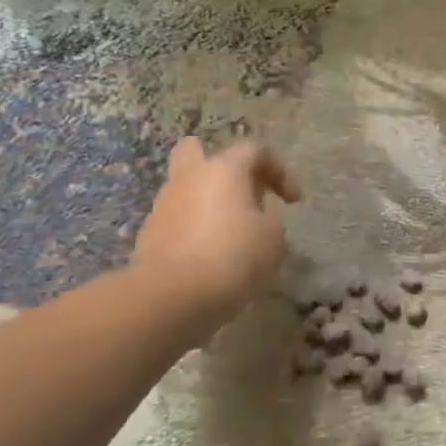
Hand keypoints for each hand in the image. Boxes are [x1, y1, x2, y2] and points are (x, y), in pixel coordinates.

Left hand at [134, 137, 300, 325]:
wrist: (174, 294)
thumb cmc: (234, 256)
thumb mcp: (273, 238)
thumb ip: (269, 219)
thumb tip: (256, 218)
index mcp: (223, 169)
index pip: (255, 150)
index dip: (281, 171)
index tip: (294, 202)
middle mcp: (189, 177)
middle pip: (199, 151)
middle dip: (223, 168)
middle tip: (245, 194)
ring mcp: (164, 204)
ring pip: (188, 188)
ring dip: (209, 202)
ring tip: (233, 234)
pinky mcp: (151, 233)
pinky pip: (179, 219)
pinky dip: (195, 229)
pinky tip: (211, 256)